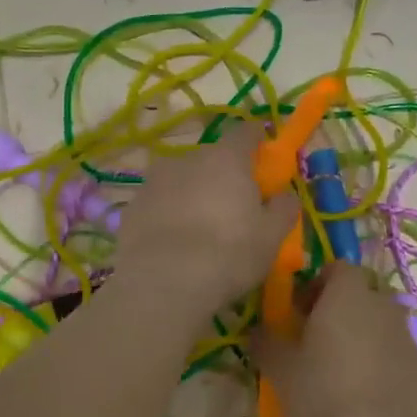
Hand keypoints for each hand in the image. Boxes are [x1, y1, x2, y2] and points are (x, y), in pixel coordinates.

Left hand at [113, 123, 299, 317]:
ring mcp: (154, 182)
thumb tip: (285, 195)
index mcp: (226, 158)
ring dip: (192, 195)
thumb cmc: (229, 253)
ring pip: (181, 181)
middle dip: (223, 176)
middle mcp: (187, 159)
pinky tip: (174, 245)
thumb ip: (283, 209)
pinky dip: (168, 216)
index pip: (245, 133)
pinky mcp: (131, 209)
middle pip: (211, 159)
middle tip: (234, 208)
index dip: (257, 143)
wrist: (163, 282)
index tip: (264, 161)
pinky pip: (158, 205)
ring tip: (200, 230)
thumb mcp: (271, 236)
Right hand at [249, 264, 416, 416]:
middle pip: (359, 293)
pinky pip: (393, 349)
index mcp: (348, 295)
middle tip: (315, 339)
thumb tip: (258, 329)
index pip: (337, 267)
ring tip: (339, 367)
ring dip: (359, 333)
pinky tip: (362, 390)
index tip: (299, 311)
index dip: (316, 283)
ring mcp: (406, 334)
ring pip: (378, 321)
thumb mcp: (280, 370)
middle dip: (338, 308)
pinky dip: (378, 358)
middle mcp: (381, 304)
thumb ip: (265, 341)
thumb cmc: (325, 393)